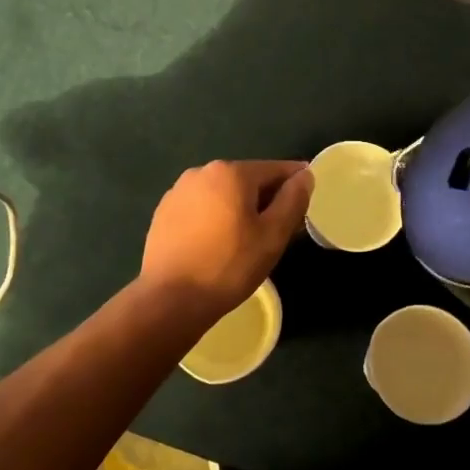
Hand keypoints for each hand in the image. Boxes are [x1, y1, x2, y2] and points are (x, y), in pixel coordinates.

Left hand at [141, 160, 313, 319]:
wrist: (171, 300)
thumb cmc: (230, 266)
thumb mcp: (273, 235)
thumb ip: (293, 200)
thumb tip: (304, 175)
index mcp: (231, 172)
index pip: (275, 169)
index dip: (296, 184)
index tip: (306, 203)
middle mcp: (201, 172)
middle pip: (247, 180)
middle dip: (267, 199)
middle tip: (280, 230)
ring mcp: (178, 192)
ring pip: (223, 194)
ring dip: (240, 209)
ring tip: (249, 241)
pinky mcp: (163, 213)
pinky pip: (201, 208)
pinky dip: (216, 218)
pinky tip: (219, 245)